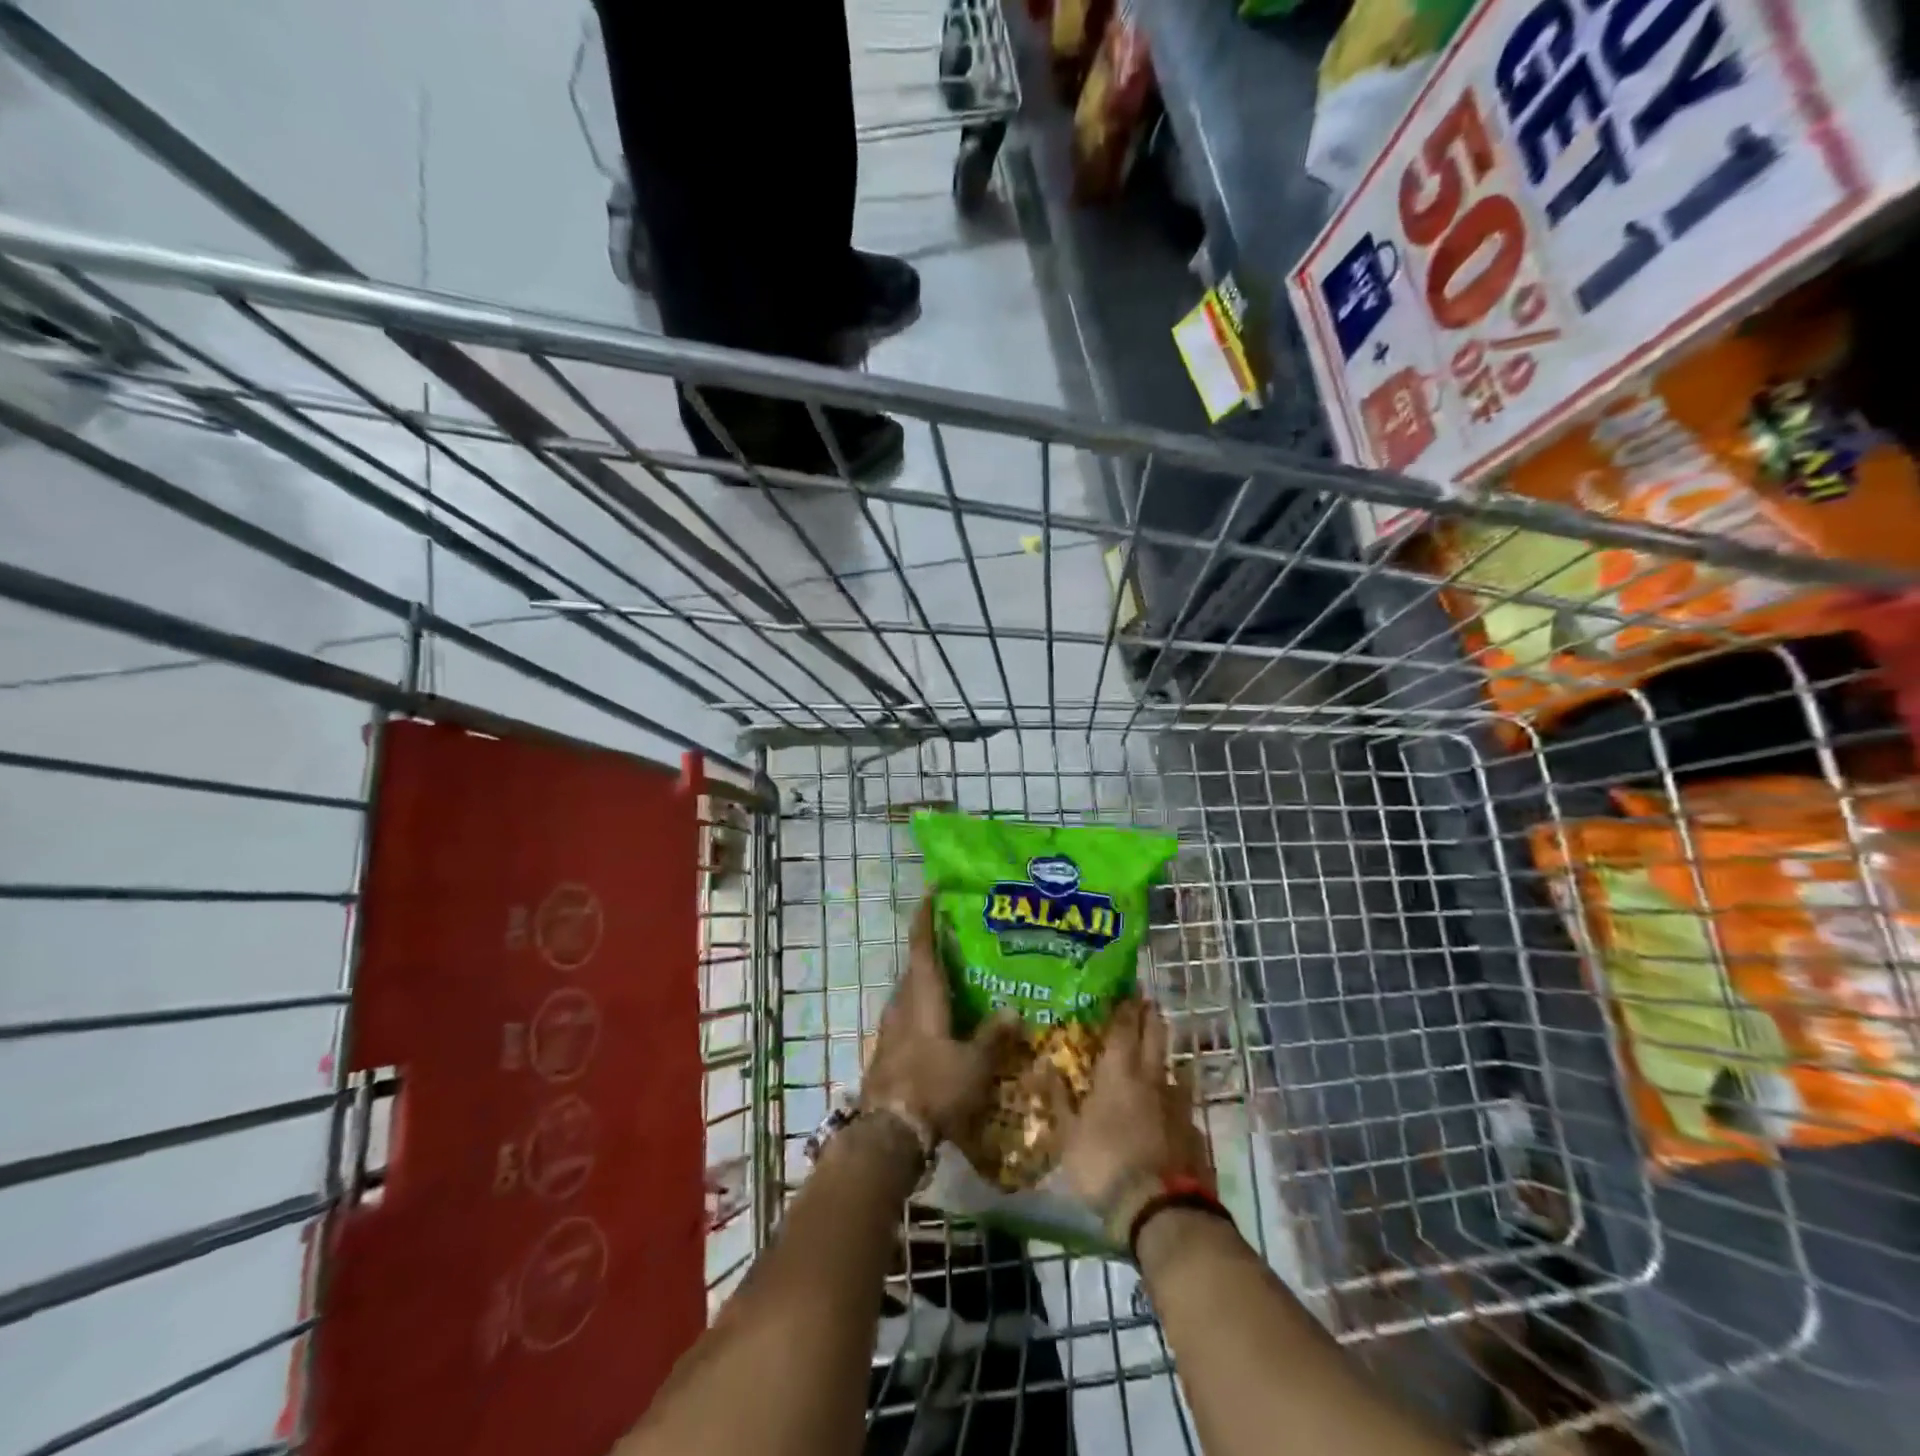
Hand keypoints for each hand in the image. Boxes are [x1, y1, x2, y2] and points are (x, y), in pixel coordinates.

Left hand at [863, 899, 1022, 1145]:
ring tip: (962, 982)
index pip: (922, 944)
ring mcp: (892, 1028)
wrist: (889, 1133)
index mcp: (922, 996)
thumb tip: (1014, 1010)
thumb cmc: (934, 1087)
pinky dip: (928, 1009)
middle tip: (964, 942)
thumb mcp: (974, 1064)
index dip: (926, 916)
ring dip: (932, 982)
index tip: (932, 890)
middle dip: (936, 951)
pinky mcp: (889, 1051)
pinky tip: (948, 1024)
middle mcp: (902, 1004)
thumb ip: (994, 1036)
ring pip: (913, 993)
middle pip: (917, 967)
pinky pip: (910, 1017)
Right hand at [1058, 1000, 1213, 1223]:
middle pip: (1155, 1037)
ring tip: (1163, 1054)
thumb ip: (1058, 1098)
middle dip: (1151, 1018)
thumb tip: (1044, 1066)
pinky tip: (1175, 1110)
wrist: (1162, 1212)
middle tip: (1148, 1003)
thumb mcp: (1068, 1135)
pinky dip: (1177, 1101)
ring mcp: (1179, 1106)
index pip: (1123, 1027)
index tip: (1128, 988)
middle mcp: (1152, 1079)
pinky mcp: (1195, 1133)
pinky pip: (1185, 1107)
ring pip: (1174, 1070)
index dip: (1125, 1006)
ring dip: (1167, 1057)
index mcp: (1119, 1073)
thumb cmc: (1105, 1164)